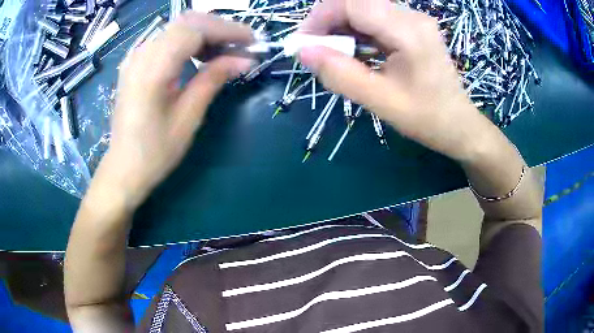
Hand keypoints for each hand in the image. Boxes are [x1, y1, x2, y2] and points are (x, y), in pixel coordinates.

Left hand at [99, 13, 252, 206]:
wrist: (124, 168)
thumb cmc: (155, 151)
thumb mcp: (188, 116)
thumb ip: (214, 78)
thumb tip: (245, 59)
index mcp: (153, 68)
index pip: (195, 30)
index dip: (228, 30)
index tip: (252, 42)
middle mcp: (142, 54)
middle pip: (187, 22)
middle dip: (219, 28)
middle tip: (241, 45)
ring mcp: (136, 56)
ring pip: (178, 27)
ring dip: (206, 33)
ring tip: (226, 51)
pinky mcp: (136, 62)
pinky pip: (167, 39)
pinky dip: (190, 41)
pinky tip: (201, 55)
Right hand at [298, 0, 490, 160]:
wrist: (459, 124)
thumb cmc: (427, 118)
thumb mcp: (382, 102)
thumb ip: (341, 75)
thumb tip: (304, 52)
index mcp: (409, 31)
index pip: (352, 4)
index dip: (320, 17)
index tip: (304, 43)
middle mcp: (412, 16)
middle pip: (356, 2)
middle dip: (328, 21)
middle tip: (315, 49)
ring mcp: (414, 20)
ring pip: (363, 8)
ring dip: (341, 26)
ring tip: (332, 52)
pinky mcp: (412, 27)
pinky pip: (375, 18)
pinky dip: (356, 31)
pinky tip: (353, 51)